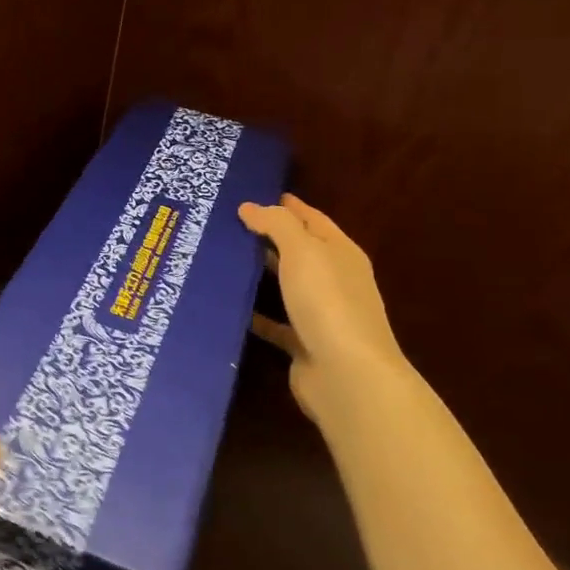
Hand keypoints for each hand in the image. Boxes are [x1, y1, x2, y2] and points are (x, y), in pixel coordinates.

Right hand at [238, 194, 406, 413]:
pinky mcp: (304, 344)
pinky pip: (275, 323)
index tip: (257, 195)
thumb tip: (250, 206)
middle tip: (229, 224)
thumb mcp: (303, 251)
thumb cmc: (328, 302)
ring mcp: (321, 314)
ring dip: (261, 273)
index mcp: (341, 253)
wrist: (346, 375)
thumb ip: (276, 224)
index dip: (289, 206)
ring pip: (286, 286)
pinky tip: (229, 306)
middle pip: (300, 252)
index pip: (313, 220)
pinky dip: (256, 314)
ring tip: (223, 259)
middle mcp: (334, 281)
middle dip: (270, 237)